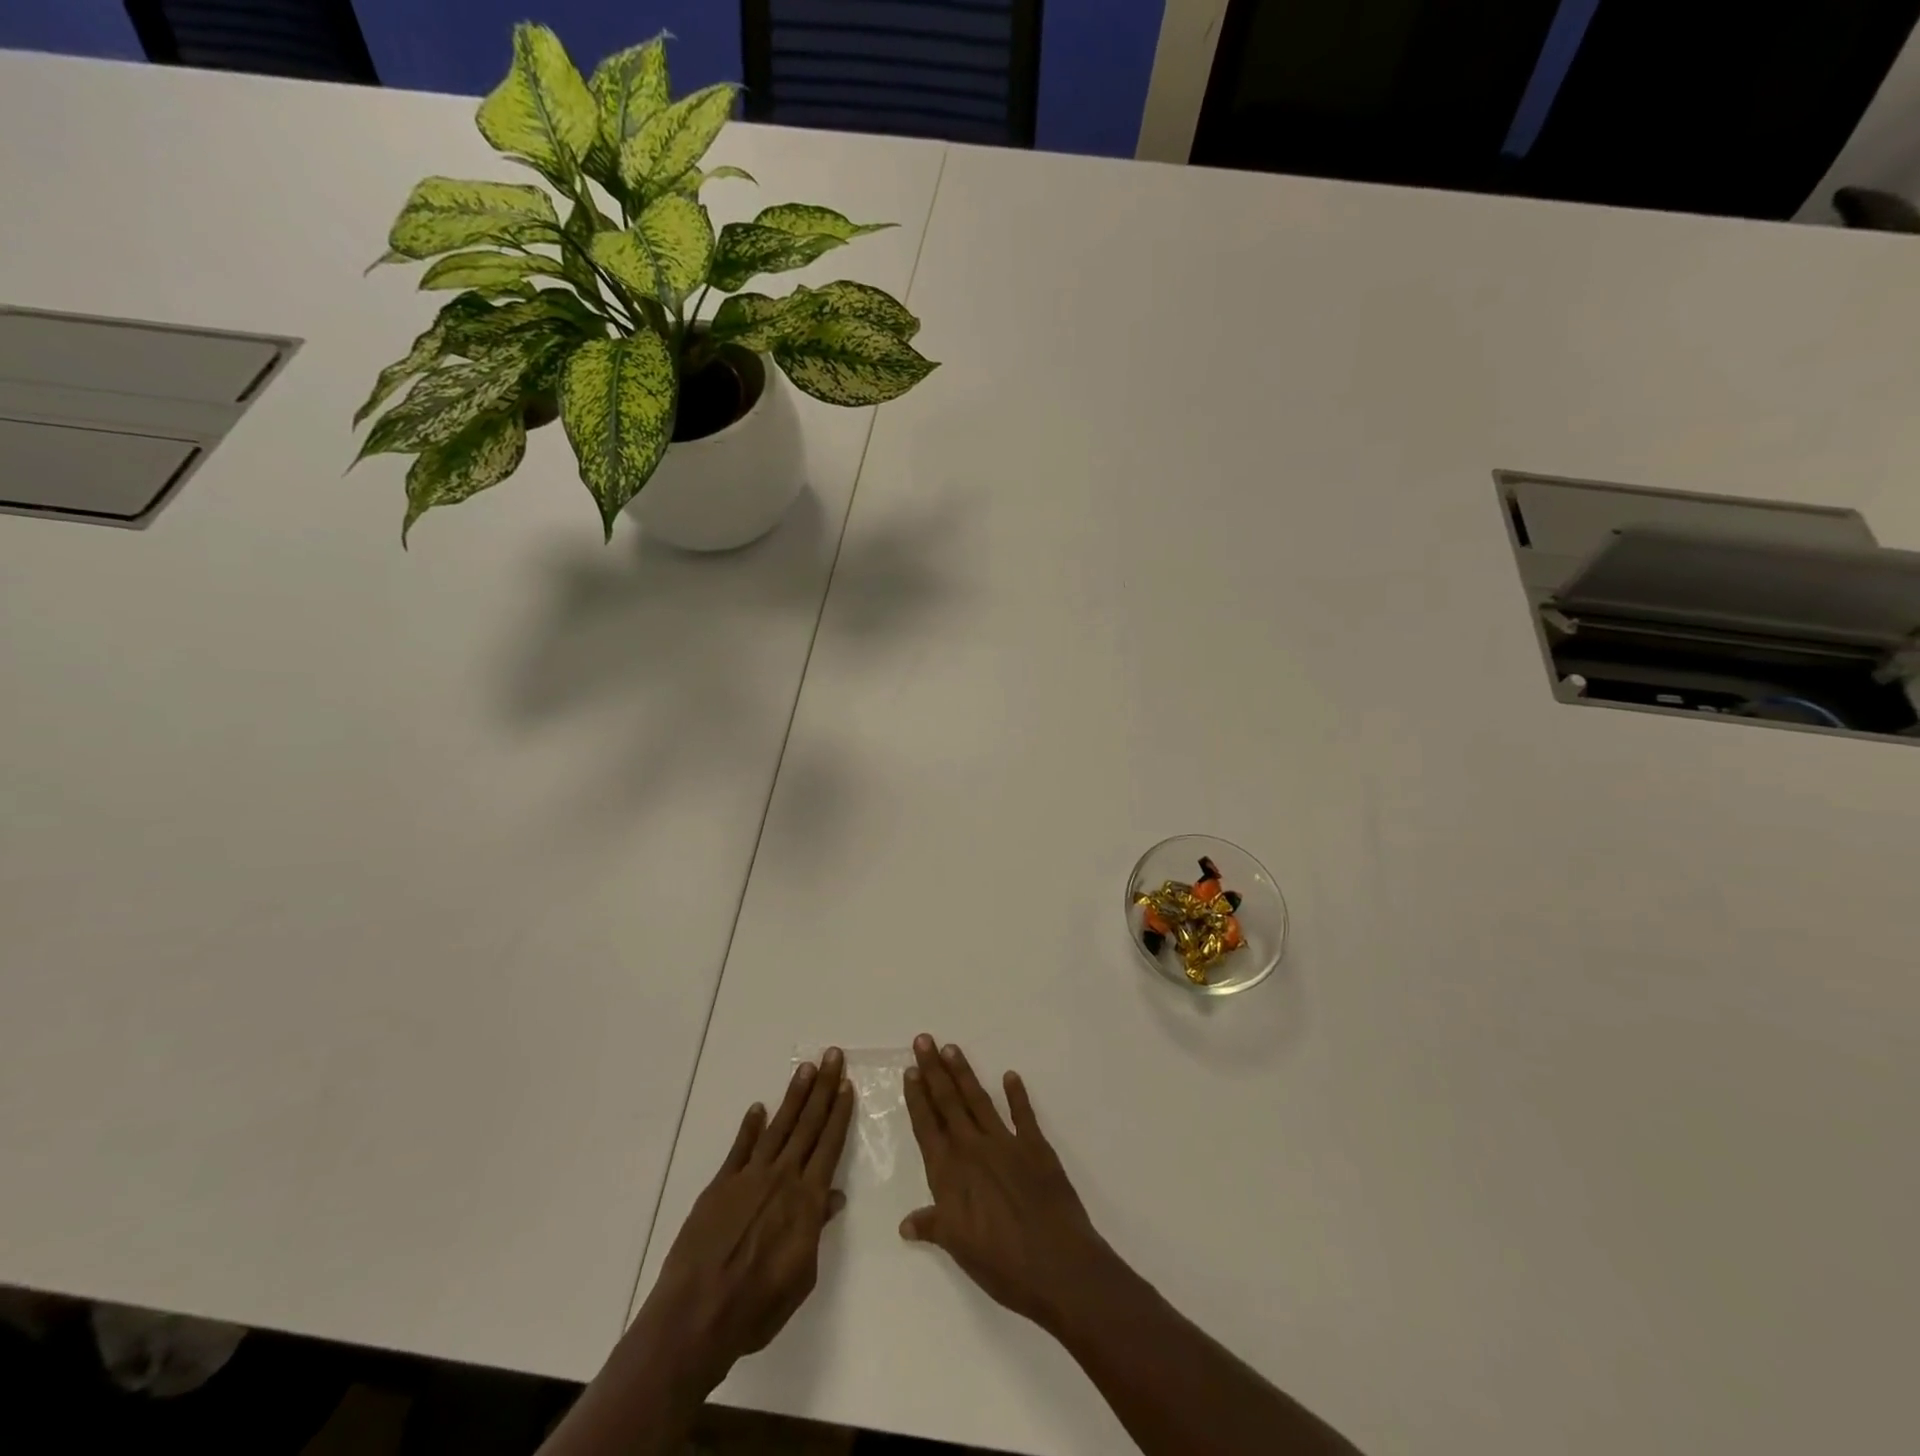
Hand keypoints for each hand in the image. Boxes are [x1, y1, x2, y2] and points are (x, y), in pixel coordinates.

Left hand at [636, 1047, 854, 1389]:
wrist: (696, 1317)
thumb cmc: (757, 1308)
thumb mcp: (801, 1278)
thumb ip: (817, 1232)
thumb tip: (834, 1197)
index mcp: (806, 1201)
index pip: (829, 1146)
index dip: (839, 1114)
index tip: (847, 1085)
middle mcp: (781, 1178)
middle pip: (807, 1125)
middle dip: (823, 1089)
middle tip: (833, 1056)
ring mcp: (749, 1178)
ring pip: (778, 1127)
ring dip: (794, 1096)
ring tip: (806, 1068)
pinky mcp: (720, 1185)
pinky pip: (739, 1148)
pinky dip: (750, 1126)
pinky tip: (758, 1108)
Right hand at [899, 1034, 1115, 1331]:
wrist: (1055, 1264)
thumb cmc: (1001, 1263)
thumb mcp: (958, 1248)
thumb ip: (933, 1226)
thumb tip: (906, 1224)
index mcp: (949, 1173)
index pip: (927, 1126)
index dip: (917, 1098)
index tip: (910, 1072)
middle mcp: (973, 1149)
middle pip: (948, 1103)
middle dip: (934, 1071)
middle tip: (923, 1040)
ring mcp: (1005, 1143)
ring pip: (978, 1100)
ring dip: (963, 1074)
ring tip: (951, 1048)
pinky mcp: (1035, 1146)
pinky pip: (1023, 1114)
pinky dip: (1016, 1094)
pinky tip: (1010, 1076)